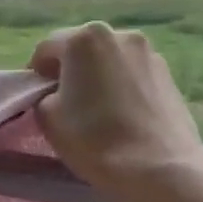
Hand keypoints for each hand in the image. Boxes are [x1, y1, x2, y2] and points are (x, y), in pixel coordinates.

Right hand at [29, 23, 202, 201]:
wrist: (159, 167)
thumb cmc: (94, 139)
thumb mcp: (47, 117)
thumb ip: (43, 95)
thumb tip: (55, 93)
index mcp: (84, 39)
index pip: (46, 48)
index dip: (35, 72)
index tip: (34, 96)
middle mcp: (118, 34)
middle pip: (81, 49)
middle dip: (68, 69)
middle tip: (62, 100)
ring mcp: (148, 52)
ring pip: (109, 60)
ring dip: (96, 75)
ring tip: (94, 107)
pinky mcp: (168, 73)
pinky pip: (131, 73)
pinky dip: (120, 85)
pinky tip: (120, 113)